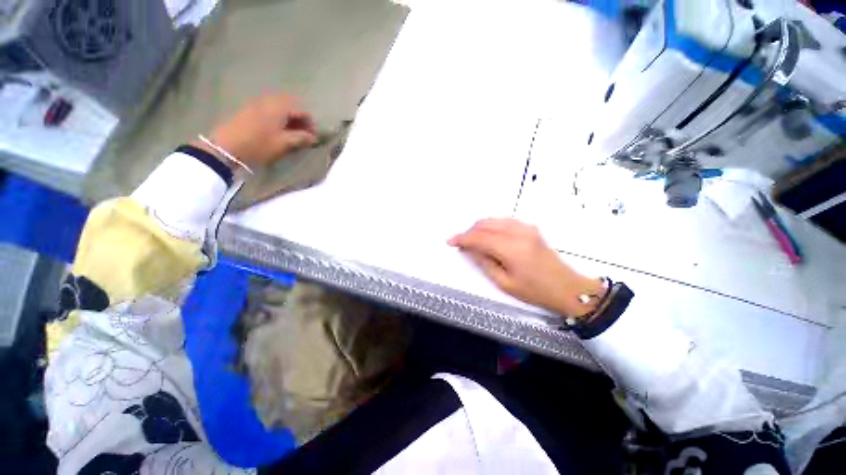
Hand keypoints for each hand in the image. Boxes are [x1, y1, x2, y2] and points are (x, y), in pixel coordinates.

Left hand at [195, 94, 316, 169]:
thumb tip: (313, 137)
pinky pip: (270, 110)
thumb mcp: (284, 143)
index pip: (303, 111)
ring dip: (289, 119)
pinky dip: (278, 118)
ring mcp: (257, 103)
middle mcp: (270, 100)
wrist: (227, 146)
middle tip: (304, 135)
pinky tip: (278, 130)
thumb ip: (301, 138)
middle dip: (300, 120)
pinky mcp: (249, 109)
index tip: (313, 137)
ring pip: (280, 107)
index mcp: (280, 106)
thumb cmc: (259, 144)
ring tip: (292, 134)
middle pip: (291, 106)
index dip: (311, 124)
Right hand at [448, 218, 604, 317]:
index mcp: (511, 248)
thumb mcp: (504, 283)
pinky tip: (488, 234)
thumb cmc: (535, 291)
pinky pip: (504, 220)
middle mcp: (518, 232)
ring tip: (472, 240)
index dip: (462, 238)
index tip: (451, 242)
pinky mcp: (530, 228)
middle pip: (485, 224)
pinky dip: (491, 225)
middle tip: (461, 243)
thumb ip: (484, 262)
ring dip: (479, 227)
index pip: (479, 237)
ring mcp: (526, 228)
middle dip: (469, 231)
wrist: (568, 288)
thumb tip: (469, 249)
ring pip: (494, 220)